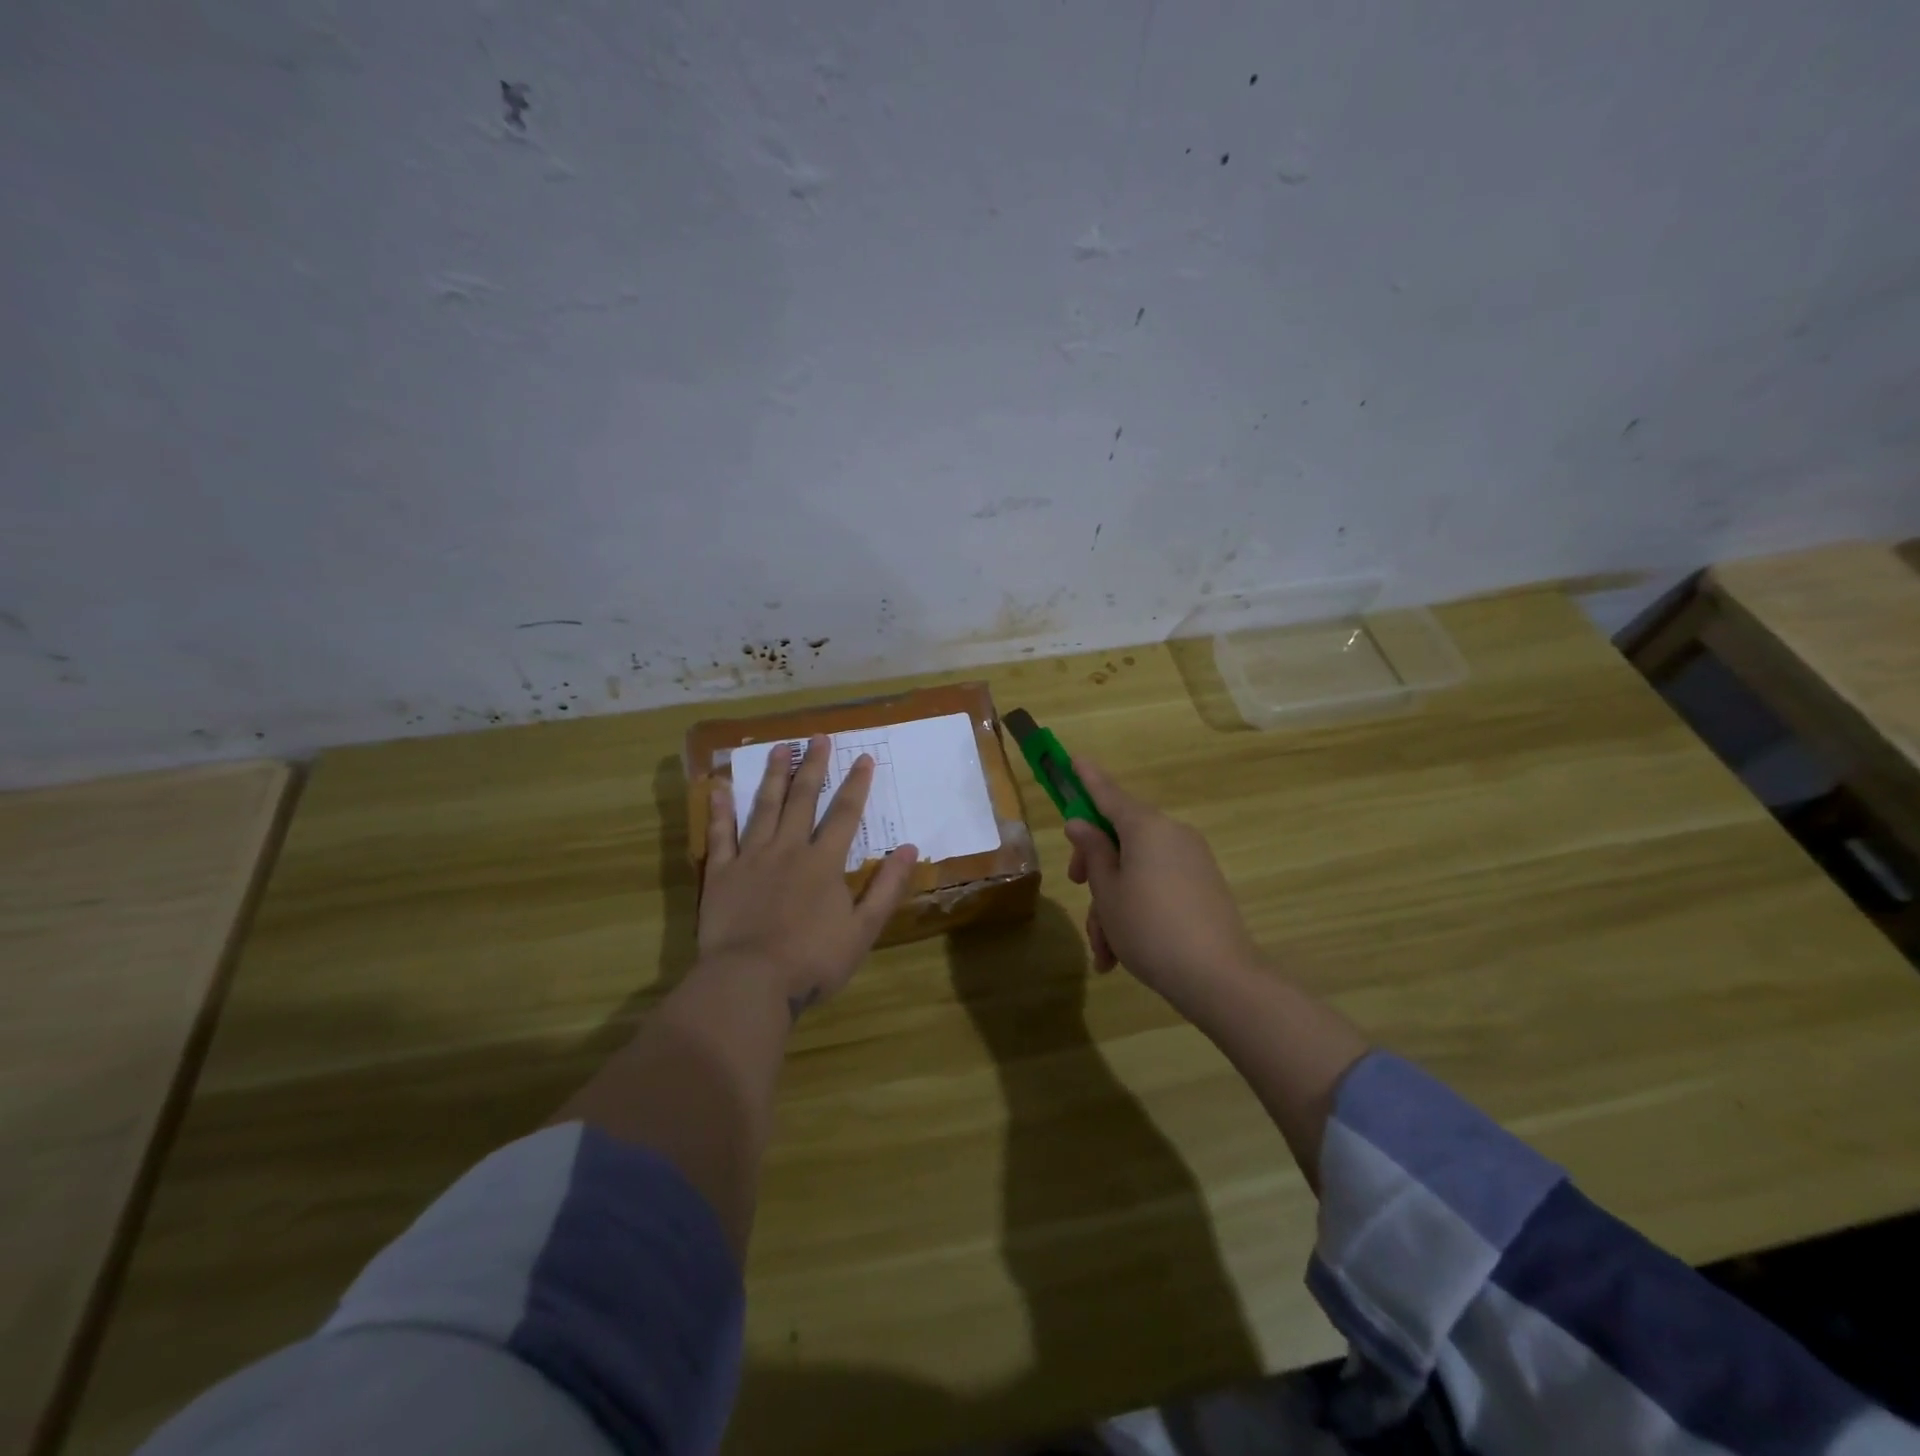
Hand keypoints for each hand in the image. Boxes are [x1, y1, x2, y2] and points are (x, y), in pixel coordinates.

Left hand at [700, 735, 918, 1015]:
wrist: (750, 981)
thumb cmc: (812, 960)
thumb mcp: (863, 930)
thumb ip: (887, 887)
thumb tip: (910, 848)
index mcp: (824, 863)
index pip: (846, 814)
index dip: (857, 785)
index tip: (864, 757)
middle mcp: (789, 849)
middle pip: (804, 799)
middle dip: (814, 766)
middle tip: (818, 737)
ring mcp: (752, 858)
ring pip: (764, 807)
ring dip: (774, 776)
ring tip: (779, 748)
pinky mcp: (721, 873)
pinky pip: (720, 834)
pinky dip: (720, 809)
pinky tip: (719, 786)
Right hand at [1065, 759, 1261, 1013]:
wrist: (1219, 978)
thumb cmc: (1149, 928)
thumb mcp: (1108, 892)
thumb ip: (1093, 852)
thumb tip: (1082, 824)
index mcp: (1146, 827)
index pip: (1109, 794)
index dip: (1087, 779)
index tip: (1074, 759)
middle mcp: (1172, 834)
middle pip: (1121, 837)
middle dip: (1095, 866)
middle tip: (1077, 888)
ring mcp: (1192, 860)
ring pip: (1137, 870)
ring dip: (1113, 904)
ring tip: (1104, 951)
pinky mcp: (1203, 887)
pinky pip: (1158, 886)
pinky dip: (1137, 910)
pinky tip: (1121, 955)